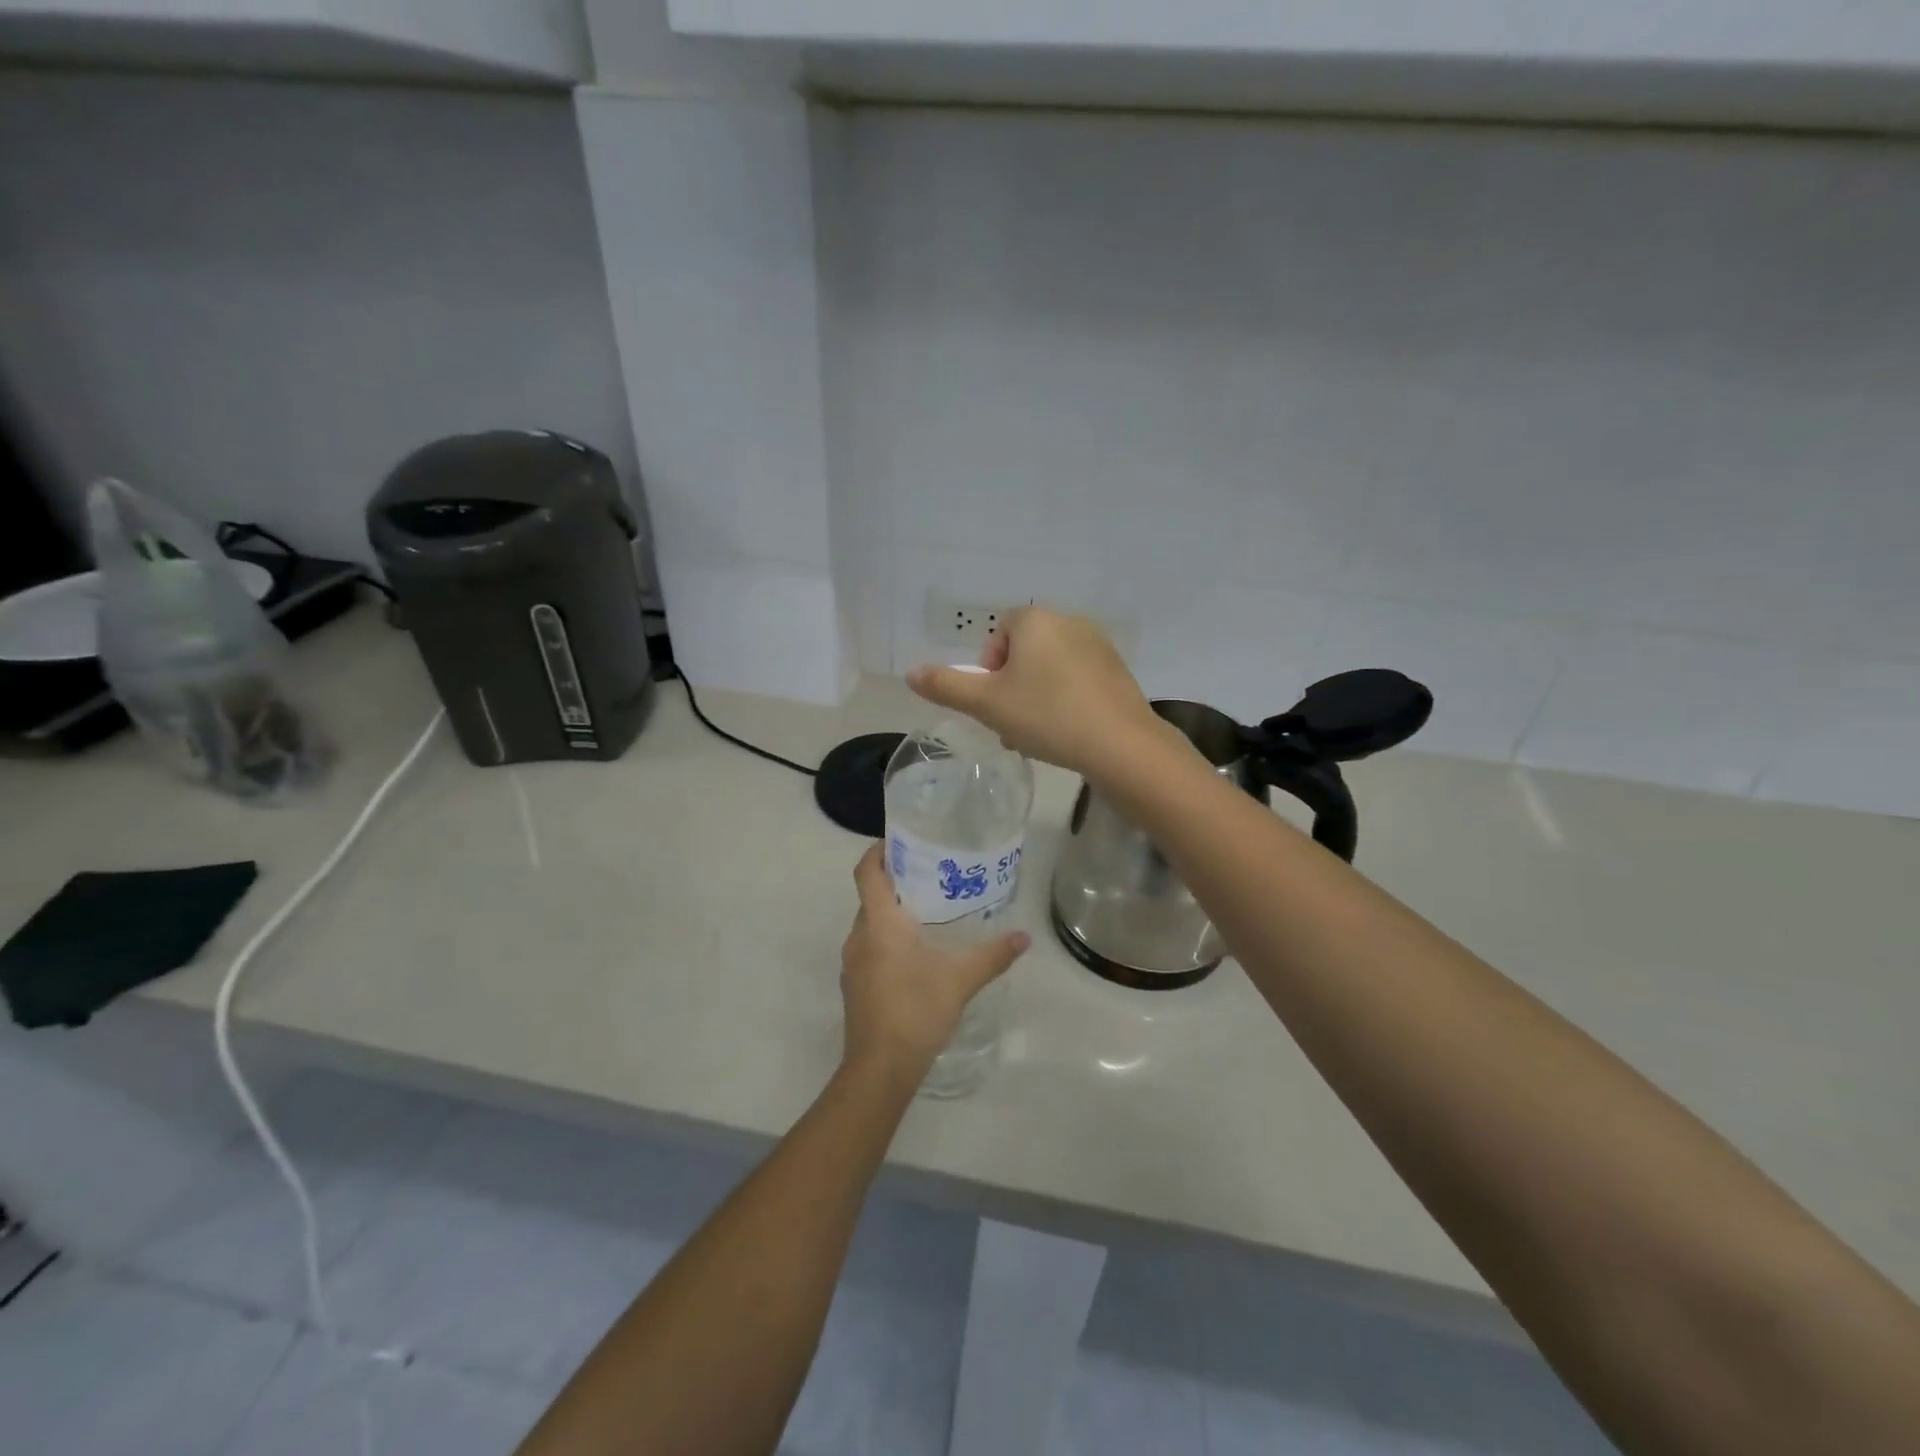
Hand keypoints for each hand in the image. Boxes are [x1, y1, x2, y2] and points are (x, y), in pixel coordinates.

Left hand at [840, 844, 1028, 1082]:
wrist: (880, 1069)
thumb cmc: (916, 1010)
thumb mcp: (961, 979)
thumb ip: (993, 955)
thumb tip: (1023, 937)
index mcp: (879, 923)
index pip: (866, 872)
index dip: (878, 851)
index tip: (900, 841)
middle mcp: (859, 936)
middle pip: (871, 896)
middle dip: (896, 883)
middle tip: (931, 875)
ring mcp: (853, 964)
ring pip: (870, 924)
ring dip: (892, 914)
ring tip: (929, 913)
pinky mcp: (855, 986)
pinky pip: (869, 948)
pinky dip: (888, 940)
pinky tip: (916, 955)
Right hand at [906, 607, 1163, 778]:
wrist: (1120, 744)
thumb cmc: (1046, 717)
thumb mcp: (986, 704)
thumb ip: (946, 686)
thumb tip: (910, 673)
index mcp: (1036, 620)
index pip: (1000, 633)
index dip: (989, 668)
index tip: (992, 701)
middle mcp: (1069, 622)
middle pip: (1026, 652)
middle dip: (1012, 687)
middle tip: (1011, 724)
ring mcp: (1098, 646)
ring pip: (1051, 669)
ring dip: (1036, 697)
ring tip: (1037, 736)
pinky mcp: (1118, 671)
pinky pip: (1078, 679)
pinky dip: (1065, 700)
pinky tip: (1066, 733)